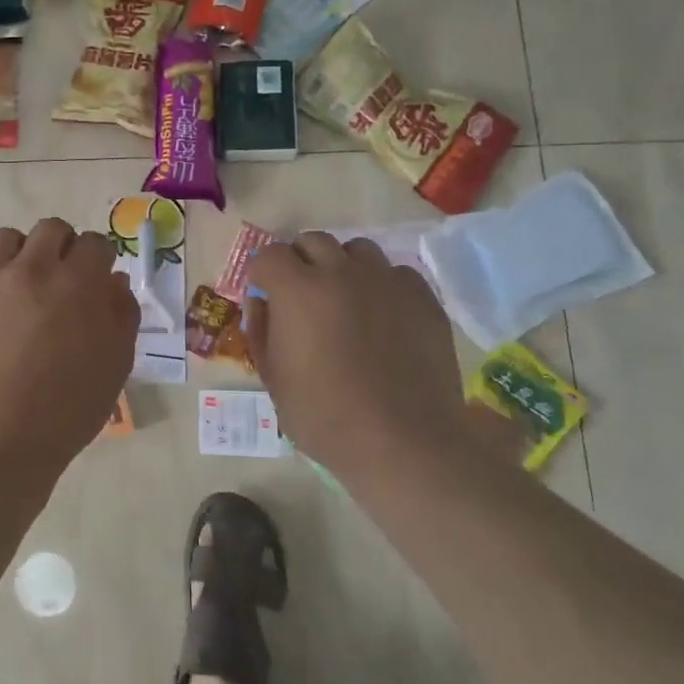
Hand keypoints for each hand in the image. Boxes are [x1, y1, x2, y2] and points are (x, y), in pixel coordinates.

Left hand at [0, 218, 138, 476]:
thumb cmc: (67, 410)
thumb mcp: (115, 365)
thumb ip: (122, 315)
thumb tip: (113, 282)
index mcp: (77, 283)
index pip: (94, 243)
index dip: (98, 260)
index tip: (94, 279)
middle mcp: (31, 269)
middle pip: (50, 229)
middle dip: (62, 246)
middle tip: (59, 278)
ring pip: (6, 238)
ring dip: (20, 253)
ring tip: (19, 284)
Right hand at [244, 233, 462, 474]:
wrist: (402, 442)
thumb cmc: (324, 417)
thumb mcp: (273, 379)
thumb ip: (260, 332)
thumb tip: (261, 303)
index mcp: (297, 290)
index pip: (269, 255)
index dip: (263, 274)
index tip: (266, 295)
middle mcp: (340, 272)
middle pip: (313, 241)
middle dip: (300, 261)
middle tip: (302, 295)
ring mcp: (386, 282)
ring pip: (358, 250)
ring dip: (343, 267)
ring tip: (346, 300)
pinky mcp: (422, 298)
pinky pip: (396, 274)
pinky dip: (383, 286)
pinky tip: (384, 316)